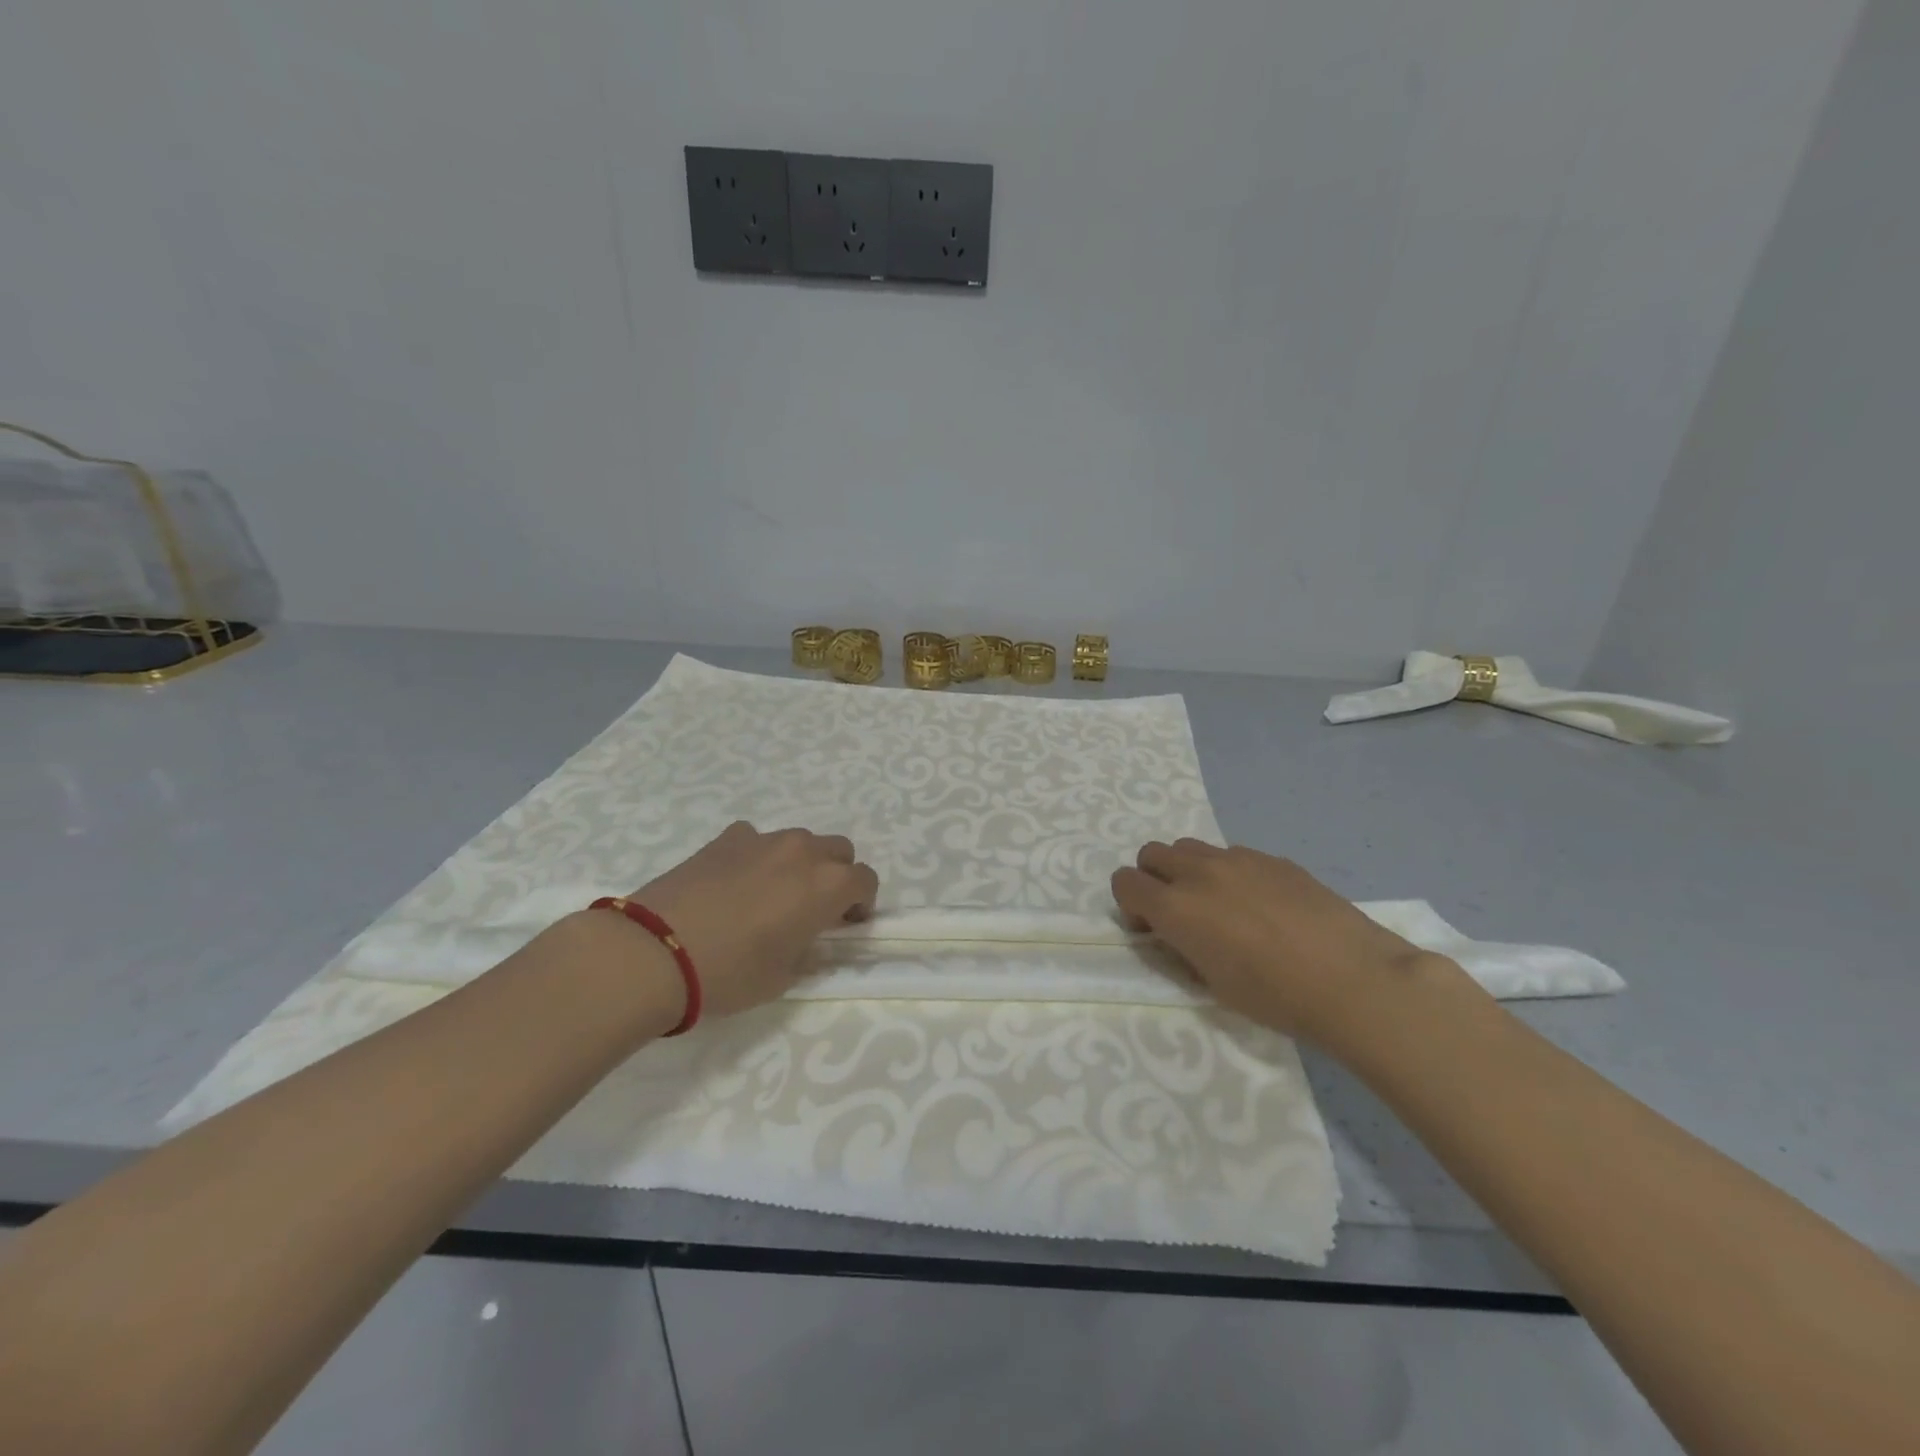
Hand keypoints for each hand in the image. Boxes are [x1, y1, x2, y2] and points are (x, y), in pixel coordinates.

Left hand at [627, 821, 878, 1020]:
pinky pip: (756, 840)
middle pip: (839, 850)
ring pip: (799, 841)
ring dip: (798, 863)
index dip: (861, 903)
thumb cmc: (729, 973)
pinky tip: (734, 883)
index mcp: (827, 886)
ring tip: (771, 894)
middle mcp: (803, 852)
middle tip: (814, 907)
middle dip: (836, 875)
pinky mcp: (726, 838)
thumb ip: (806, 951)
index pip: (866, 880)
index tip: (844, 924)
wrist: (655, 951)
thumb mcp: (782, 977)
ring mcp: (763, 839)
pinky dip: (757, 856)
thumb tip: (806, 939)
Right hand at [1111, 840, 1474, 1040]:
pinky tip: (1262, 906)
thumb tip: (1176, 932)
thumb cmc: (1276, 997)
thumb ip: (1183, 946)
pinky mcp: (1272, 858)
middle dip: (1154, 879)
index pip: (1124, 882)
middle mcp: (1198, 872)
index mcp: (1175, 907)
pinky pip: (1232, 855)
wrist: (1352, 979)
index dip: (1130, 905)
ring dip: (1189, 871)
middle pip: (1152, 853)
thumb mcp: (1212, 983)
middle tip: (1179, 913)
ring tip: (1219, 905)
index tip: (1152, 929)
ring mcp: (1237, 859)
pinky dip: (1230, 873)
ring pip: (1191, 848)